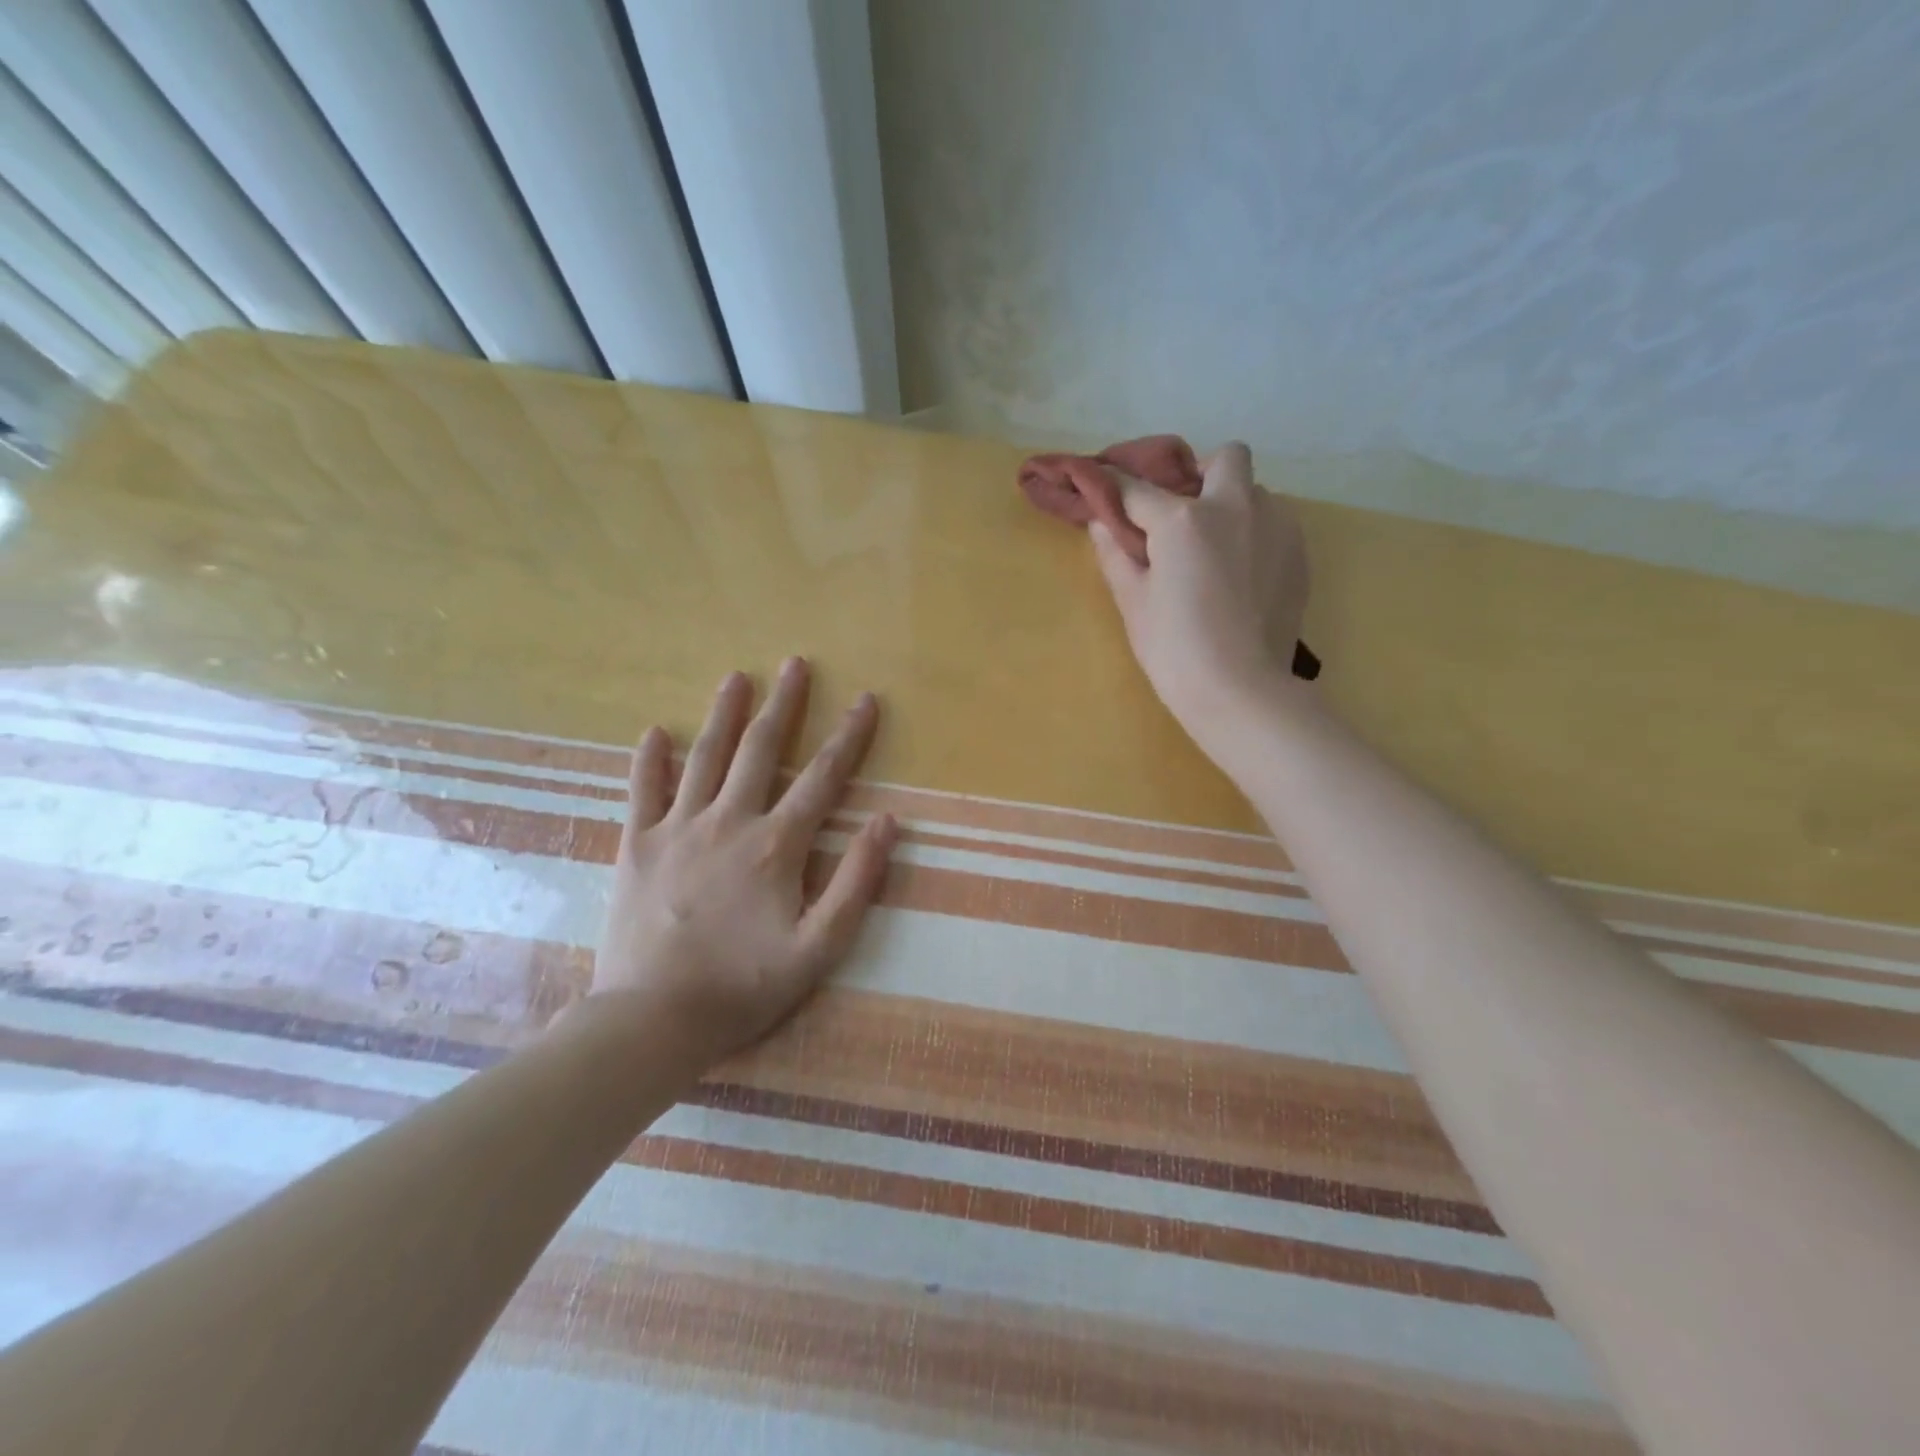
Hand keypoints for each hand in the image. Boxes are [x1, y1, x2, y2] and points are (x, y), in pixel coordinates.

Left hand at [588, 659, 896, 1063]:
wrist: (652, 1019)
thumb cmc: (743, 987)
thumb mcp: (819, 948)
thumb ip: (856, 882)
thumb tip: (888, 821)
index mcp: (776, 845)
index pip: (822, 778)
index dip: (849, 736)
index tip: (866, 700)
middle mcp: (728, 822)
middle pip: (761, 750)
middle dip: (784, 705)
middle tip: (795, 664)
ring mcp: (677, 829)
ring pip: (705, 758)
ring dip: (724, 714)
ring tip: (736, 676)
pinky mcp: (637, 846)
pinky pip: (642, 791)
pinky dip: (650, 760)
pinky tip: (655, 732)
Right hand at [1089, 441, 1310, 729]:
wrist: (1240, 691)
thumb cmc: (1175, 649)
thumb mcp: (1133, 604)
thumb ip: (1115, 556)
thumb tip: (1102, 524)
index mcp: (1184, 519)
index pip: (1138, 488)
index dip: (1115, 485)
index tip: (1104, 487)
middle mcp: (1236, 506)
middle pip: (1225, 458)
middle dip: (1201, 474)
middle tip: (1183, 514)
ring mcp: (1277, 527)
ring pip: (1256, 492)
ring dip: (1233, 506)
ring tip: (1216, 552)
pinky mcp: (1300, 554)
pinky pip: (1276, 524)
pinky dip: (1256, 535)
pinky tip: (1242, 576)